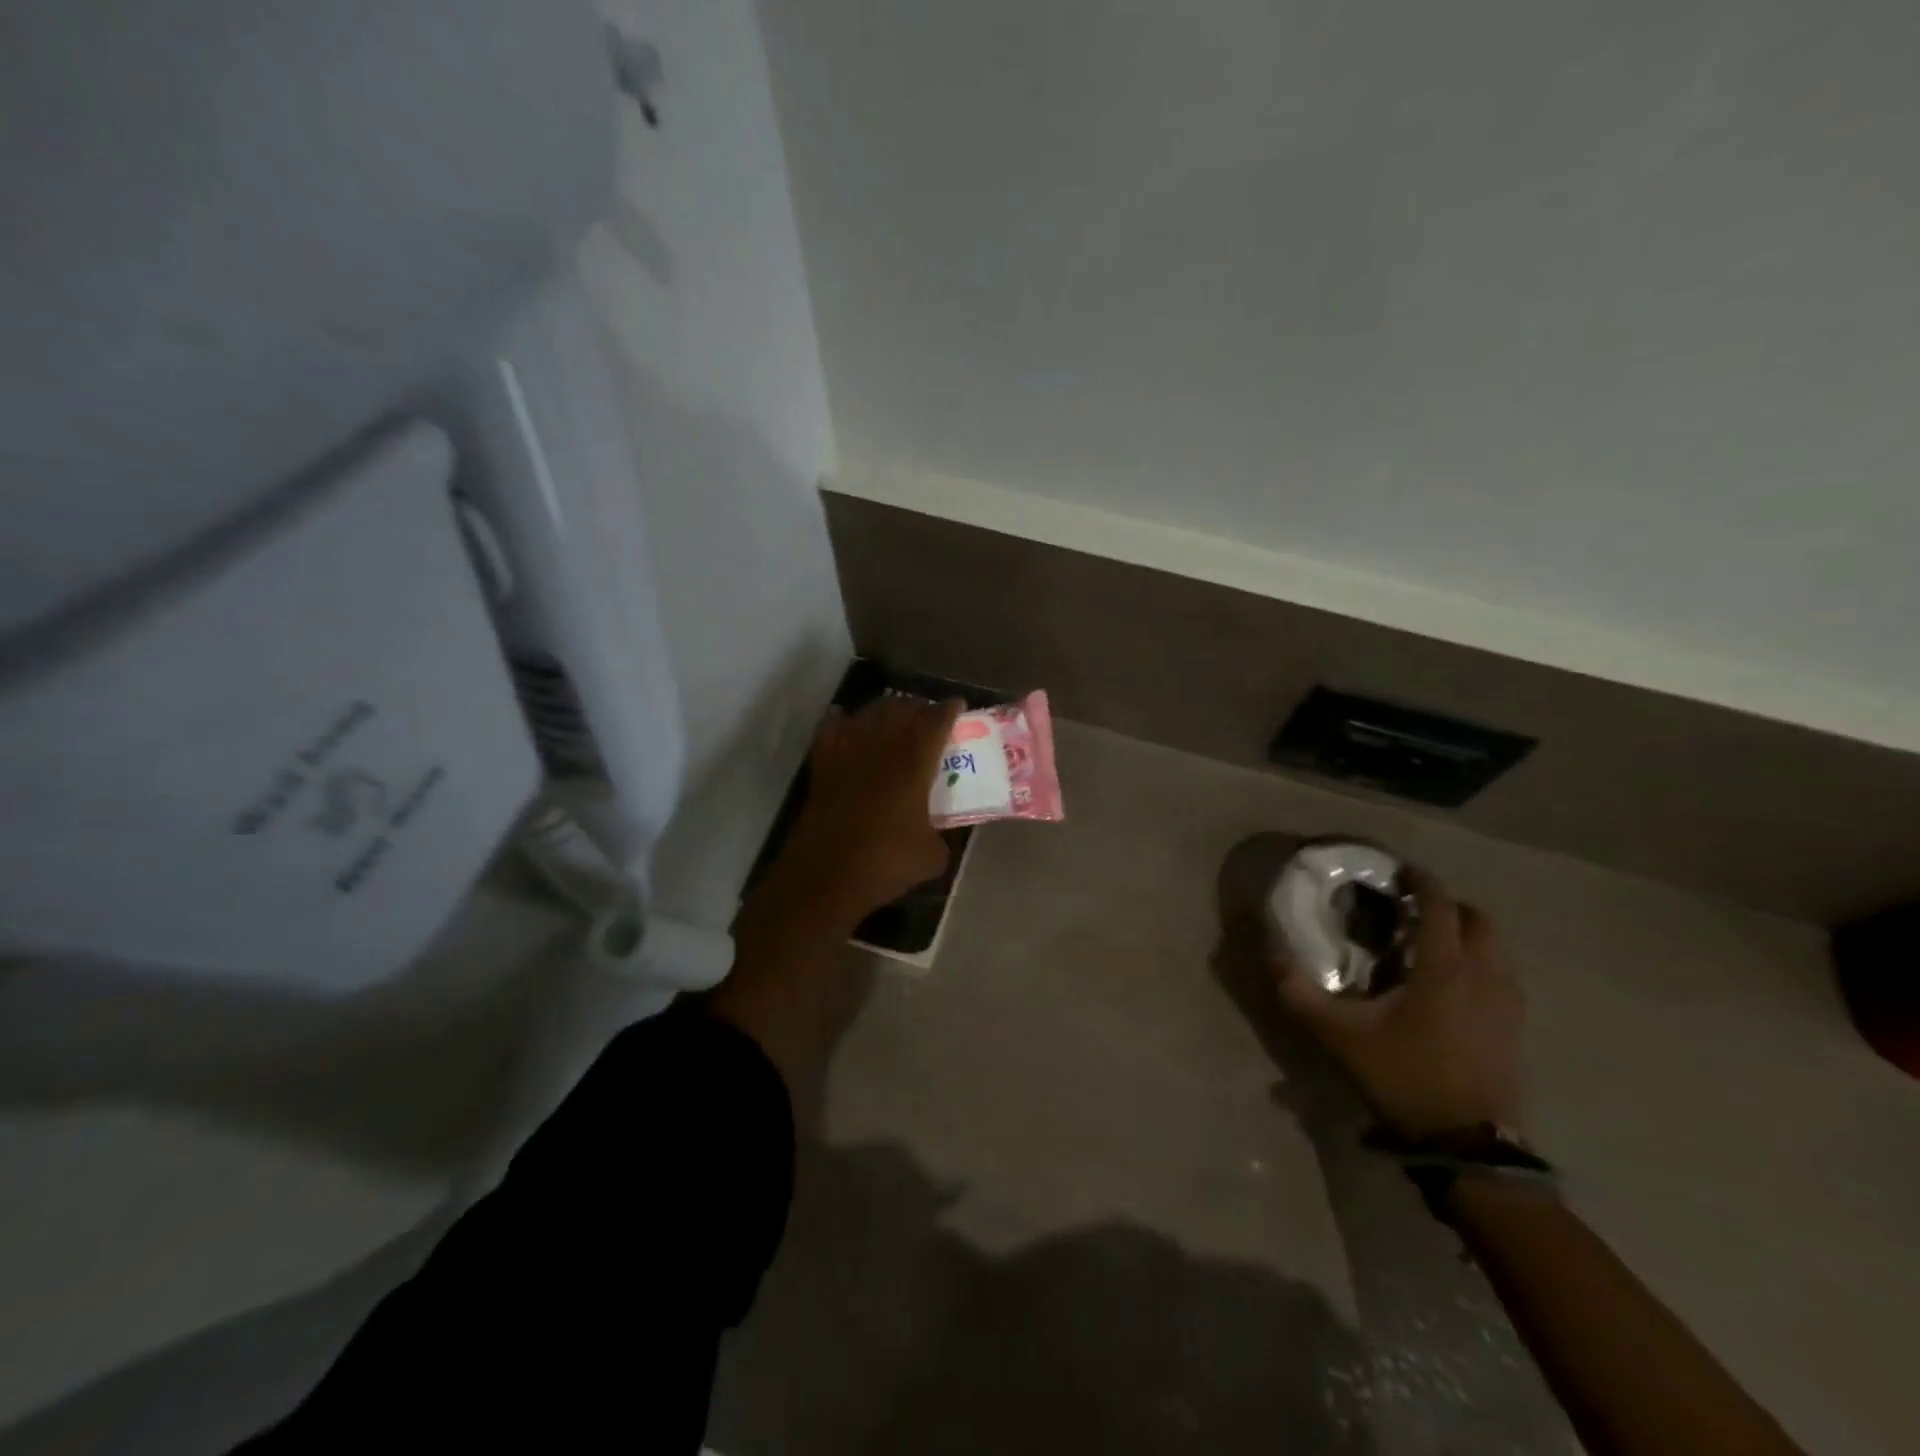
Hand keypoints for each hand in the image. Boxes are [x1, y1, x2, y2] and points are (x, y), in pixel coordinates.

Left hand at [769, 695, 962, 927]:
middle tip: (929, 717)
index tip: (957, 706)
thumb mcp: (932, 856)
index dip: (949, 710)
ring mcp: (847, 752)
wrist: (825, 876)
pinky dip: (846, 722)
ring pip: (869, 713)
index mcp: (913, 762)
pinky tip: (851, 727)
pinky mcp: (822, 765)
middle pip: (901, 708)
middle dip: (918, 707)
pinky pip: (834, 728)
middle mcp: (881, 746)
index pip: (935, 720)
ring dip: (886, 711)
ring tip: (895, 721)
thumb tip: (938, 832)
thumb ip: (942, 835)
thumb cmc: (884, 863)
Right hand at [1273, 868, 1527, 1138]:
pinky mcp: (1516, 1028)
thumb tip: (1272, 952)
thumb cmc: (1402, 1077)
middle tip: (1414, 910)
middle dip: (1449, 905)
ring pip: (1497, 949)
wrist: (1466, 1144)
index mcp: (1444, 969)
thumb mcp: (1337, 1034)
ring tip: (1432, 945)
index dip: (1422, 881)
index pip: (1441, 905)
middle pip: (1480, 920)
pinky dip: (1481, 964)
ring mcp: (1508, 1004)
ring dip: (1468, 935)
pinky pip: (1503, 976)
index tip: (1400, 870)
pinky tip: (1453, 986)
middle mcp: (1484, 976)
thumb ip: (1298, 991)